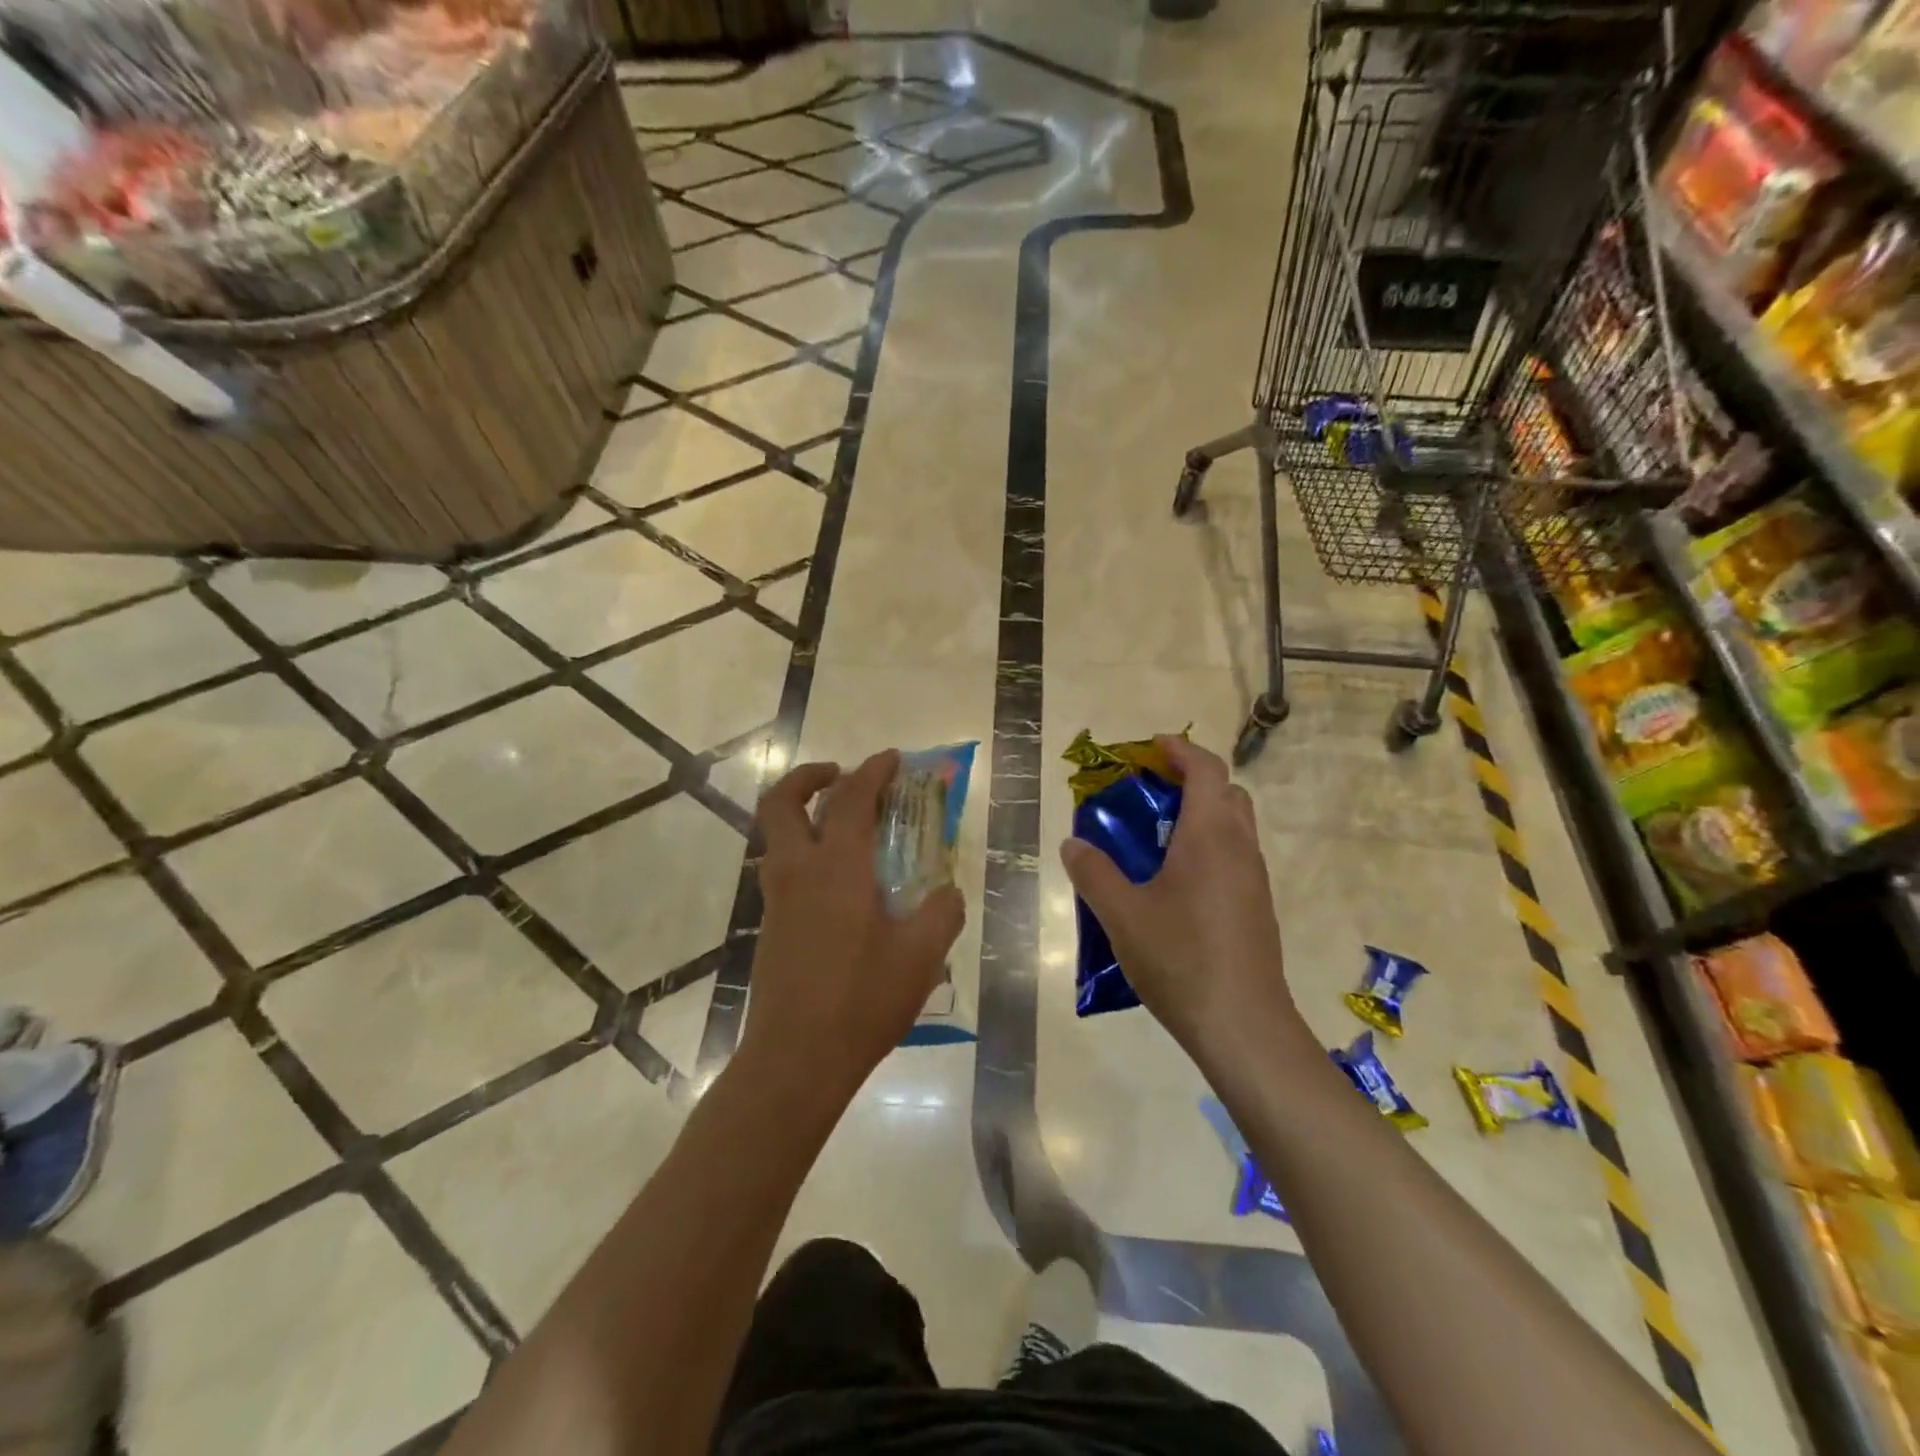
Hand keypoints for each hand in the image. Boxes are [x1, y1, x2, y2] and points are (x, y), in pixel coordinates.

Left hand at [740, 750, 965, 1096]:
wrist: (796, 1060)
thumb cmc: (862, 1001)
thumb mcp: (922, 956)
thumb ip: (942, 912)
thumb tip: (947, 892)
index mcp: (837, 869)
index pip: (852, 799)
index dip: (873, 771)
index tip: (893, 758)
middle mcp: (798, 872)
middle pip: (782, 803)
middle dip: (808, 776)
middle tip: (841, 776)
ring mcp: (777, 900)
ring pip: (777, 836)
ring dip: (804, 814)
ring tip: (844, 828)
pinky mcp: (770, 927)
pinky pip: (783, 869)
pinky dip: (806, 852)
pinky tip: (841, 885)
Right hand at [1059, 736, 1300, 1058]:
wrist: (1243, 1026)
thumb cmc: (1181, 959)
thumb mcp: (1121, 915)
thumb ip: (1093, 873)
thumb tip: (1073, 844)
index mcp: (1210, 836)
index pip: (1207, 770)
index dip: (1181, 750)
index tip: (1151, 749)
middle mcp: (1240, 848)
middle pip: (1227, 792)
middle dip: (1192, 780)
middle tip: (1151, 793)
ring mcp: (1255, 880)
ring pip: (1235, 826)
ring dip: (1202, 815)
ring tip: (1157, 838)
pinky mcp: (1257, 908)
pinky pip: (1235, 857)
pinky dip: (1209, 847)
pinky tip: (1177, 885)